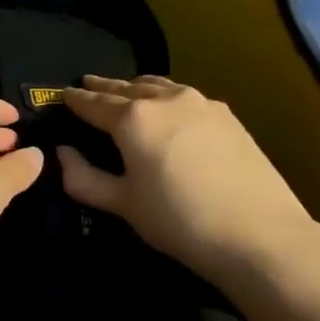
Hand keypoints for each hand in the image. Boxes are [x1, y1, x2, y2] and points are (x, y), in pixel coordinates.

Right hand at [57, 75, 317, 280]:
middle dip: (104, 88)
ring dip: (136, 88)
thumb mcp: (122, 203)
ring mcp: (201, 104)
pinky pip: (184, 96)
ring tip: (125, 92)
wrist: (258, 234)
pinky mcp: (227, 116)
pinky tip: (168, 110)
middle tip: (87, 86)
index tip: (61, 94)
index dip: (75, 100)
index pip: (94, 103)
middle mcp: (165, 99)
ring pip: (159, 86)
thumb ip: (83, 177)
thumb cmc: (177, 219)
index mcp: (132, 118)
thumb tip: (62, 153)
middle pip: (126, 88)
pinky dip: (166, 97)